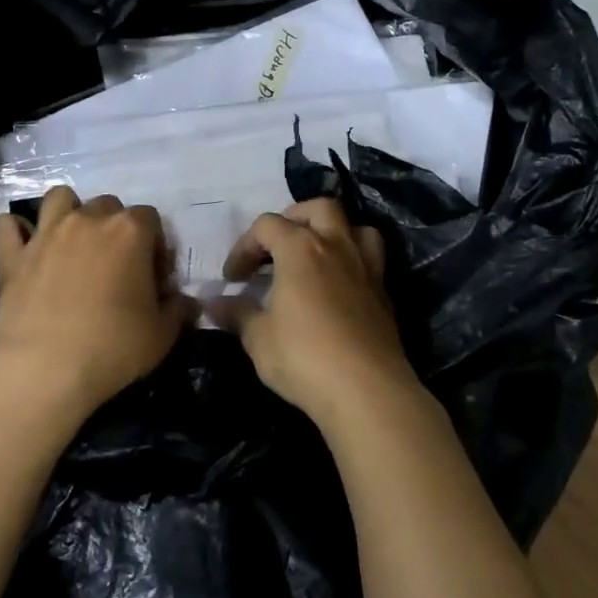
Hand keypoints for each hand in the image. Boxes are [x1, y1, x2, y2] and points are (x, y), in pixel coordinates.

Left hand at [0, 186, 193, 415]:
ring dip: (68, 212)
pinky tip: (24, 247)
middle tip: (115, 264)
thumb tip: (184, 301)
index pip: (151, 218)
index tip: (153, 277)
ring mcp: (46, 234)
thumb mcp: (162, 335)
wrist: (45, 370)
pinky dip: (15, 231)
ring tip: (73, 243)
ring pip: (59, 197)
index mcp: (130, 232)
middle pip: (108, 204)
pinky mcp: (12, 255)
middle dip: (115, 227)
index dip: (155, 245)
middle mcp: (88, 220)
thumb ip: (178, 310)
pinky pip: (6, 225)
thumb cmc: (113, 348)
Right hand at [210, 198, 419, 428]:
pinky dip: (352, 261)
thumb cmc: (304, 357)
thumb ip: (237, 314)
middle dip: (294, 219)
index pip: (266, 226)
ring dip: (333, 232)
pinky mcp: (384, 292)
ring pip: (354, 226)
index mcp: (300, 249)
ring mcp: (366, 267)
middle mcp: (336, 246)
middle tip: (277, 247)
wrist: (366, 389)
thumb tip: (213, 304)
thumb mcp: (258, 338)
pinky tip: (339, 287)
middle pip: (318, 208)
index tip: (232, 278)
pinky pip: (370, 258)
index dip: (243, 246)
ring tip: (317, 255)